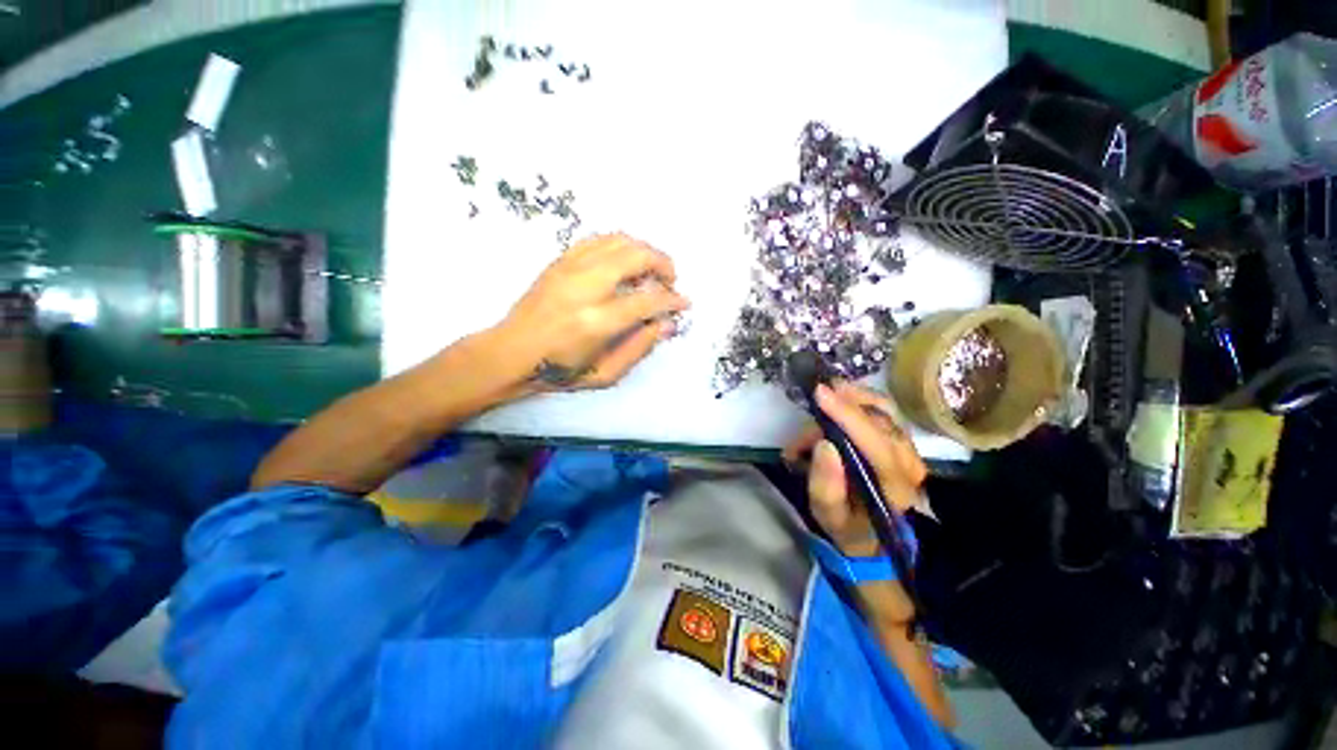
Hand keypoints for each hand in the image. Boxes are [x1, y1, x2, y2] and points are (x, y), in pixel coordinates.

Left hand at [495, 233, 689, 390]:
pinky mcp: (560, 260)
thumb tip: (667, 324)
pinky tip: (625, 261)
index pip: (648, 299)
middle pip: (637, 256)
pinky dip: (620, 245)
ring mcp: (570, 268)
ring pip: (619, 240)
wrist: (511, 353)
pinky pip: (598, 239)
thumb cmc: (560, 371)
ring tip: (651, 269)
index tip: (683, 303)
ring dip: (644, 251)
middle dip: (664, 264)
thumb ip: (639, 348)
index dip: (672, 300)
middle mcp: (586, 287)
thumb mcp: (605, 374)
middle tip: (670, 281)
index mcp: (598, 321)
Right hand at [784, 381, 927, 622]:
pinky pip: (878, 406)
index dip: (848, 416)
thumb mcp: (828, 515)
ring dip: (844, 401)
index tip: (819, 394)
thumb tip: (824, 445)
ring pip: (880, 406)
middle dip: (836, 412)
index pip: (877, 444)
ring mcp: (908, 446)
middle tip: (805, 428)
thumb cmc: (847, 524)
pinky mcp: (899, 436)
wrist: (871, 532)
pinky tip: (834, 405)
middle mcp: (909, 462)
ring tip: (817, 413)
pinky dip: (853, 399)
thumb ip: (825, 486)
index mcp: (895, 487)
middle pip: (878, 419)